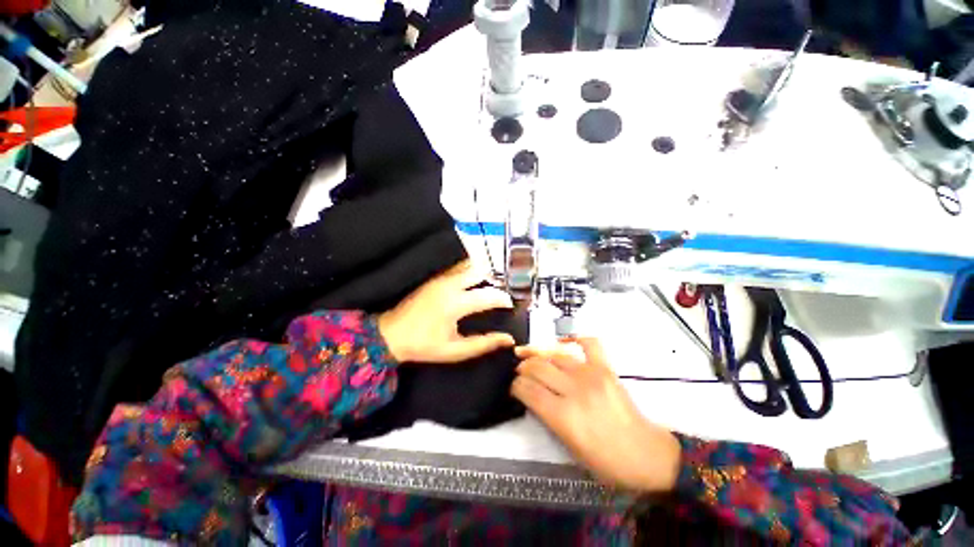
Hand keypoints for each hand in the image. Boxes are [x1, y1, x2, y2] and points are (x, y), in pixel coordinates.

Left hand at [378, 260, 515, 363]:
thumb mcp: (455, 350)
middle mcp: (450, 285)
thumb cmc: (424, 345)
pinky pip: (457, 268)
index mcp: (456, 304)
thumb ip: (484, 343)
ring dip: (480, 275)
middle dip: (493, 282)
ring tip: (485, 290)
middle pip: (480, 272)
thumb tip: (508, 339)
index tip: (511, 305)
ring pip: (468, 266)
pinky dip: (468, 272)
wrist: (391, 335)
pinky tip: (470, 286)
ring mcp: (440, 279)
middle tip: (497, 296)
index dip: (503, 299)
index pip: (488, 295)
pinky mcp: (434, 278)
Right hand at [512, 339, 680, 492]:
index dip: (515, 386)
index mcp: (563, 416)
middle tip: (520, 372)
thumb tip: (532, 396)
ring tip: (532, 356)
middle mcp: (574, 390)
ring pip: (555, 355)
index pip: (528, 390)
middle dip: (523, 368)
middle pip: (538, 368)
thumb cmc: (605, 461)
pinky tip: (565, 341)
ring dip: (539, 355)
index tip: (514, 387)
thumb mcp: (568, 447)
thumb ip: (547, 417)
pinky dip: (576, 337)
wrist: (646, 455)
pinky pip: (589, 344)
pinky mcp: (606, 369)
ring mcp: (591, 375)